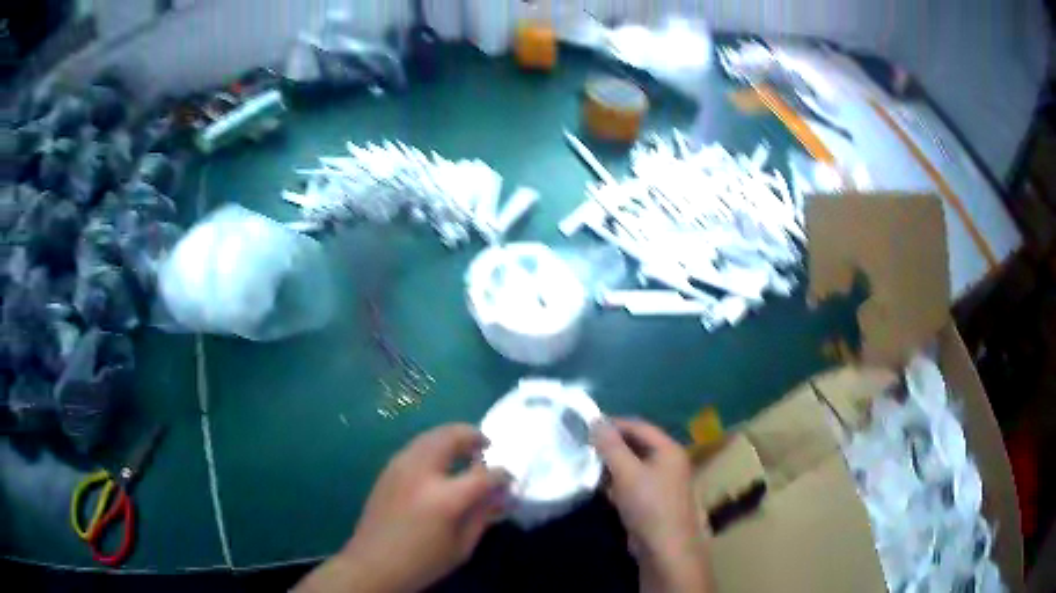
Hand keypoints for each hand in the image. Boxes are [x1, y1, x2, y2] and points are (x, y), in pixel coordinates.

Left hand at [295, 424, 507, 592]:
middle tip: (485, 445)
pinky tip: (440, 462)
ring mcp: (399, 467)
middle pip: (450, 437)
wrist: (373, 564)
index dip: (501, 475)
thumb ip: (483, 515)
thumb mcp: (462, 546)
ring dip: (451, 436)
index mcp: (444, 499)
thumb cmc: (422, 562)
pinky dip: (433, 445)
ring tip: (465, 450)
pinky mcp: (387, 469)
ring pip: (429, 435)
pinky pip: (415, 446)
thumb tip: (499, 493)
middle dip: (472, 435)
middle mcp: (421, 473)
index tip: (508, 479)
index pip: (483, 475)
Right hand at [592, 418, 711, 592]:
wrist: (664, 548)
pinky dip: (616, 481)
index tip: (585, 426)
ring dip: (611, 464)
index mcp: (668, 449)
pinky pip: (632, 483)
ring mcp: (661, 483)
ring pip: (632, 465)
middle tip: (582, 445)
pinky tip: (598, 486)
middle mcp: (668, 462)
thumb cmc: (648, 505)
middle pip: (637, 445)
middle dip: (610, 445)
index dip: (613, 424)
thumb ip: (611, 446)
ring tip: (585, 463)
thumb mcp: (626, 473)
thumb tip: (595, 420)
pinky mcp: (652, 501)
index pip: (639, 426)